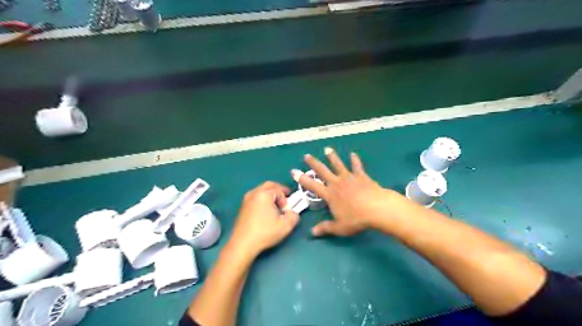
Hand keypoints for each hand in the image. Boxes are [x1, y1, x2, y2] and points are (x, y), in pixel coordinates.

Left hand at [228, 182, 298, 258]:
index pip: (279, 190)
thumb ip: (294, 216)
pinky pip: (255, 197)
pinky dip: (262, 199)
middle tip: (285, 198)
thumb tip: (293, 212)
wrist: (243, 244)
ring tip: (276, 206)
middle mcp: (254, 193)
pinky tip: (265, 211)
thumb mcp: (286, 225)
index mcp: (264, 194)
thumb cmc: (265, 232)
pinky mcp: (242, 207)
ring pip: (261, 190)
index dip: (286, 199)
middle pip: (269, 185)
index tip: (287, 210)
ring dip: (270, 194)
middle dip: (279, 190)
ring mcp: (246, 199)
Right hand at [294, 148, 397, 236]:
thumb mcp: (339, 227)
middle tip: (307, 155)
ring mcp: (349, 178)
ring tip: (327, 149)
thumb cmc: (356, 219)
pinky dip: (355, 160)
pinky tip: (353, 154)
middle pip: (323, 171)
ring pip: (338, 165)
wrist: (376, 209)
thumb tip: (312, 233)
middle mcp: (337, 183)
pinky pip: (357, 166)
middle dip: (314, 163)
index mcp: (329, 195)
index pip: (312, 186)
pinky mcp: (361, 176)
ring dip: (332, 157)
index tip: (293, 171)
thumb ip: (325, 228)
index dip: (302, 179)